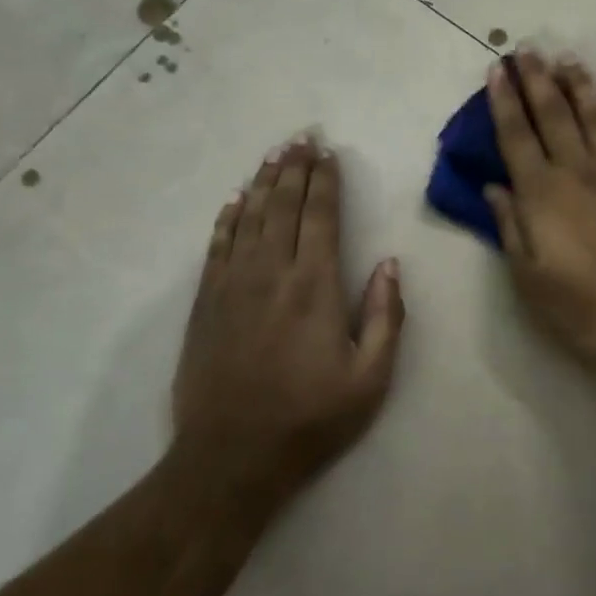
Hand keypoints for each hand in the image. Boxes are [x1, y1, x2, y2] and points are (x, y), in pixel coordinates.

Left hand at [173, 136, 405, 514]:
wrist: (231, 458)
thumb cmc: (310, 419)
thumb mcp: (370, 379)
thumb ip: (385, 316)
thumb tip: (389, 263)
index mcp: (314, 286)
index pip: (320, 216)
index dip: (325, 180)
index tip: (329, 153)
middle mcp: (271, 273)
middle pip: (282, 205)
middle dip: (294, 168)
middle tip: (301, 137)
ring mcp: (232, 285)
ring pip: (248, 218)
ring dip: (262, 182)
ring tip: (274, 154)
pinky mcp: (206, 304)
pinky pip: (217, 247)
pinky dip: (227, 218)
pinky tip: (235, 200)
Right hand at [483, 51, 595, 386]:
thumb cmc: (587, 308)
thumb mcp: (530, 280)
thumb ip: (510, 228)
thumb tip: (493, 187)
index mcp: (542, 194)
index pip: (516, 135)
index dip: (503, 100)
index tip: (498, 69)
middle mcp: (579, 170)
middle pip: (553, 113)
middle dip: (537, 79)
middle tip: (527, 49)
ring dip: (580, 84)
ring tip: (567, 60)